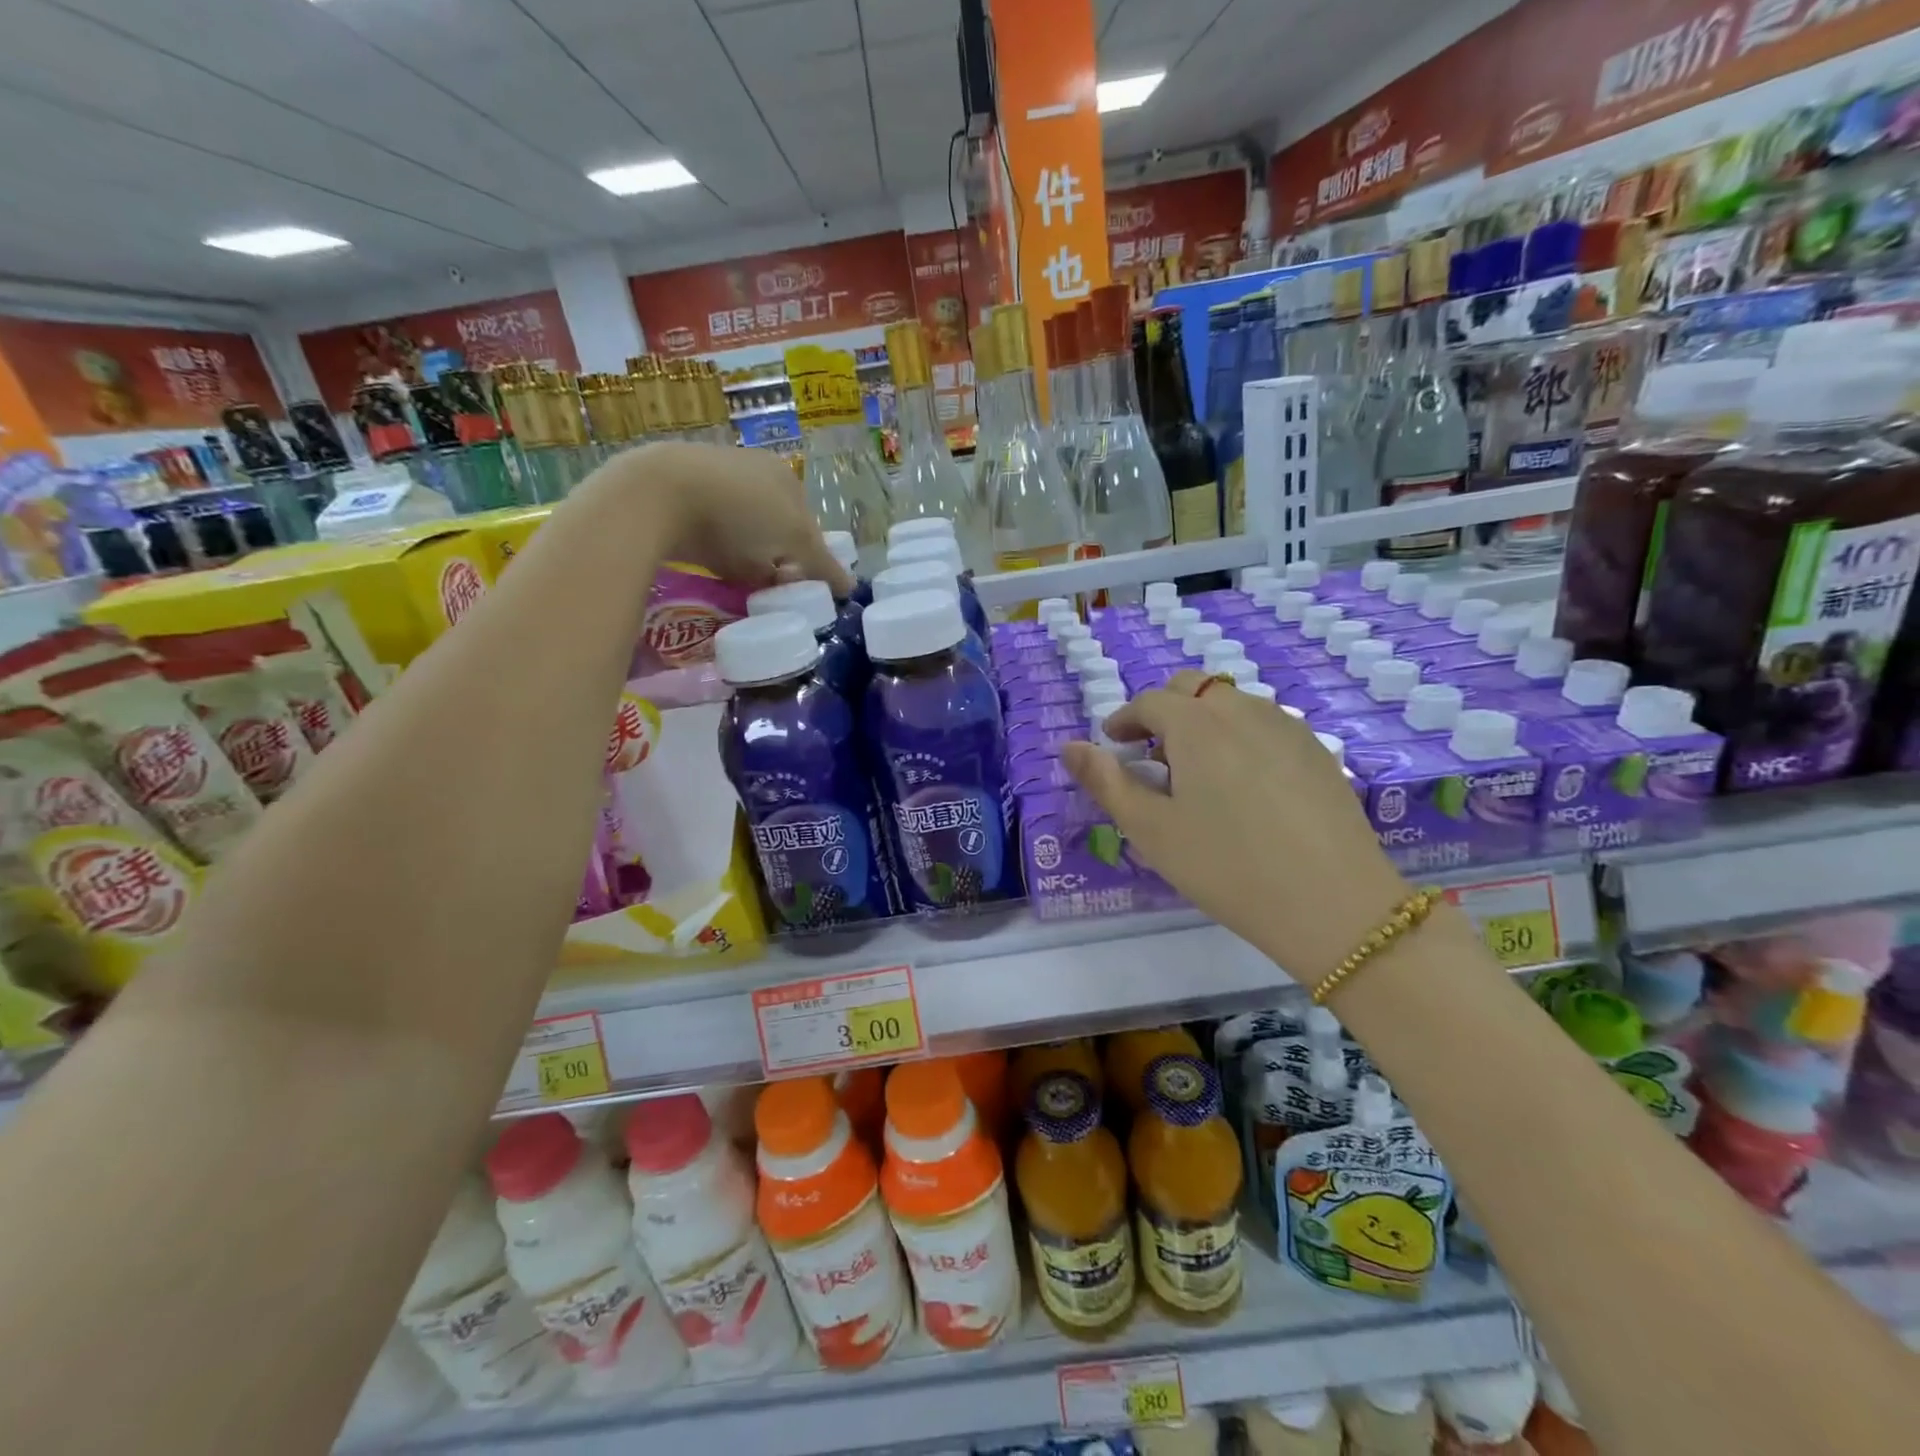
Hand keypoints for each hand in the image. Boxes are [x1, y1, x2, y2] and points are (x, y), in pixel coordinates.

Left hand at [596, 442, 851, 596]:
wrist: (658, 494)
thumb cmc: (741, 514)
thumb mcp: (795, 542)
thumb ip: (823, 567)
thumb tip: (849, 589)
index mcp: (785, 475)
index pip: (809, 527)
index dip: (809, 561)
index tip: (799, 587)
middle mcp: (753, 470)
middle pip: (776, 529)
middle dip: (778, 559)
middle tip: (772, 587)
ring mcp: (714, 478)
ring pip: (744, 530)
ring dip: (749, 557)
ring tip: (741, 581)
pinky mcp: (680, 493)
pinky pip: (712, 530)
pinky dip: (718, 549)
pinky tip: (711, 563)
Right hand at [1060, 669, 1408, 979]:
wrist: (1333, 904)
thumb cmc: (1226, 867)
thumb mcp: (1151, 830)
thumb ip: (1106, 782)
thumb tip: (1068, 747)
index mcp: (1197, 725)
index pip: (1150, 701)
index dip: (1124, 719)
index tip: (1113, 744)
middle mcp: (1243, 711)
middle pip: (1193, 688)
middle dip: (1163, 711)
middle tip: (1152, 756)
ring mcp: (1287, 726)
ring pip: (1232, 703)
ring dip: (1202, 721)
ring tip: (1197, 772)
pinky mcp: (1318, 750)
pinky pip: (1266, 723)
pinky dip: (1239, 736)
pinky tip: (1244, 784)